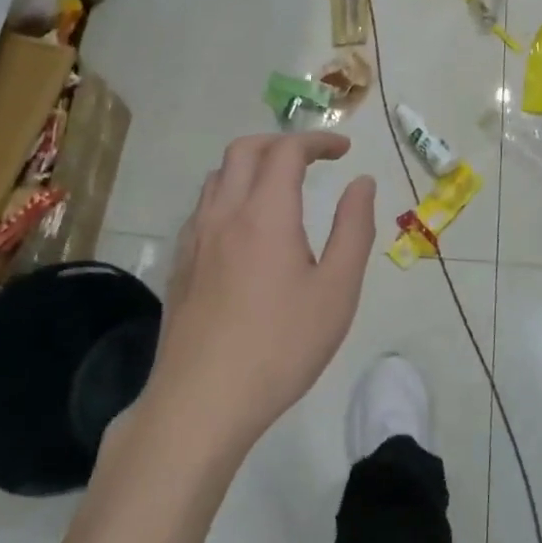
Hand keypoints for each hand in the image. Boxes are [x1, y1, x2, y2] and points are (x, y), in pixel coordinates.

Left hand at [146, 133, 376, 452]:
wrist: (202, 402)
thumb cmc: (281, 347)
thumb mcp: (337, 290)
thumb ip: (353, 229)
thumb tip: (361, 183)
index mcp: (265, 214)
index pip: (287, 151)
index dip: (317, 140)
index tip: (344, 150)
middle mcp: (224, 213)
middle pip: (244, 150)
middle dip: (281, 143)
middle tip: (312, 160)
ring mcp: (194, 238)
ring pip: (218, 176)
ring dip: (252, 165)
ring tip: (280, 188)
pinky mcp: (180, 264)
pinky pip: (203, 207)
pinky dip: (230, 194)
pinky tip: (245, 229)